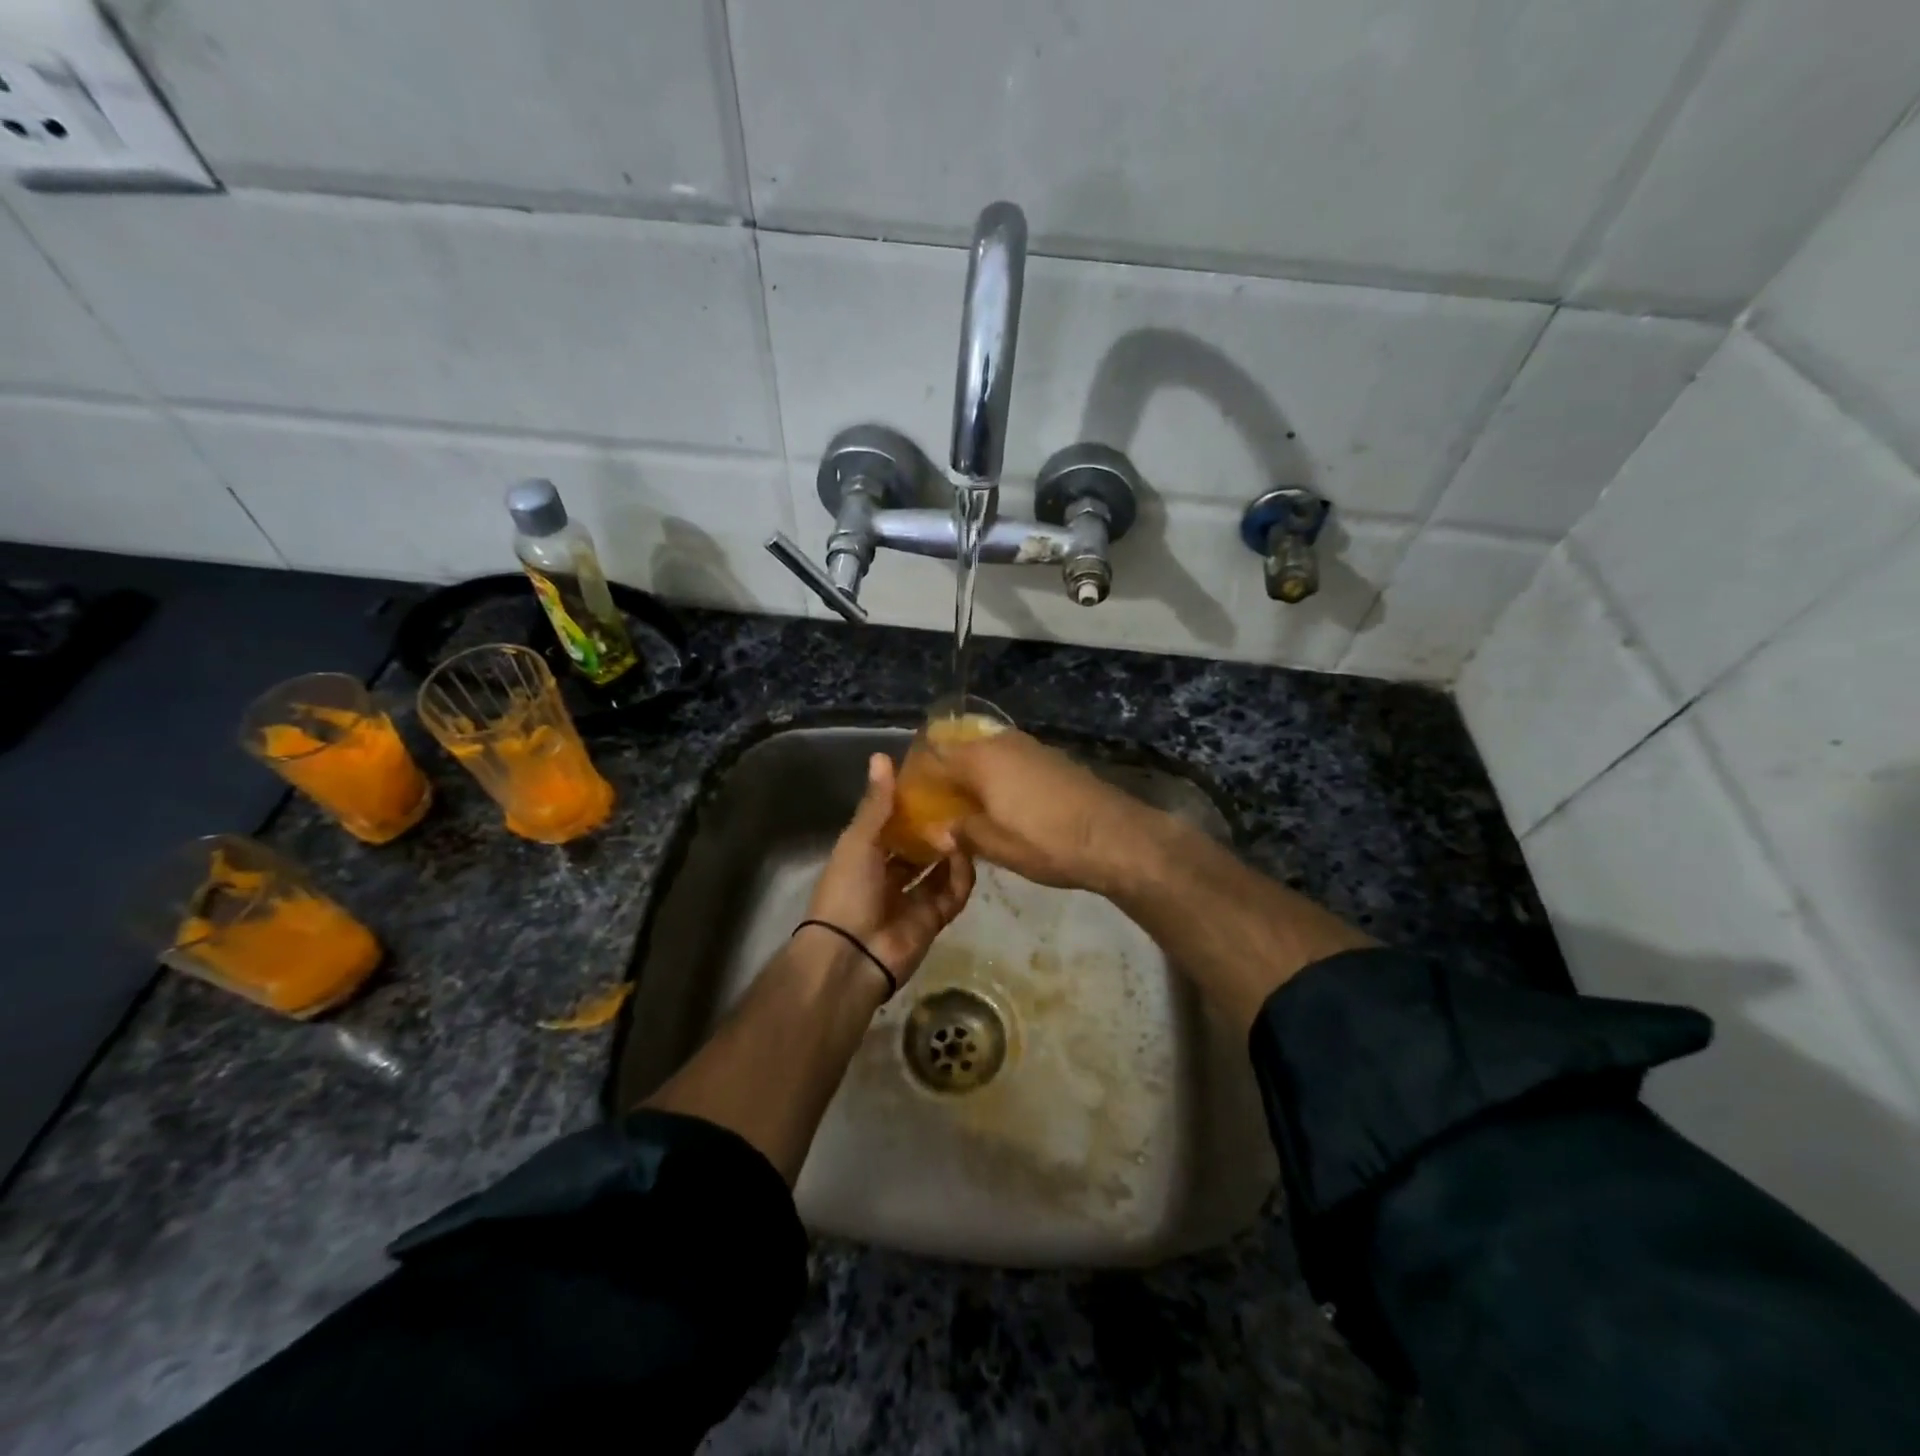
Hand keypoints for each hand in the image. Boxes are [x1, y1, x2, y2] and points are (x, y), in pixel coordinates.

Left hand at [803, 753, 975, 990]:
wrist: (851, 955)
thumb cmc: (847, 890)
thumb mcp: (859, 840)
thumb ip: (876, 802)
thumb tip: (881, 755)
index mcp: (863, 855)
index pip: (890, 824)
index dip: (908, 805)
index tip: (933, 781)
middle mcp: (887, 875)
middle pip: (916, 847)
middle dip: (934, 828)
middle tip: (960, 802)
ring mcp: (911, 899)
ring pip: (938, 869)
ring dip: (951, 849)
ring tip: (969, 824)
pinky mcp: (933, 919)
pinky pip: (953, 893)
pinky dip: (962, 876)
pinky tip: (968, 855)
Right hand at [938, 729, 1158, 894]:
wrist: (1116, 837)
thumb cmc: (1049, 842)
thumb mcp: (997, 846)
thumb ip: (962, 832)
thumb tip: (941, 828)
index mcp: (981, 759)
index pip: (935, 756)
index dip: (919, 777)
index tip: (911, 801)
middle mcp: (1002, 742)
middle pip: (961, 750)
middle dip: (946, 775)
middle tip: (938, 807)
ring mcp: (1030, 747)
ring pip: (987, 754)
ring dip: (973, 775)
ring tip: (967, 808)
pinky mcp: (1051, 758)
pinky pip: (1010, 760)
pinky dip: (998, 776)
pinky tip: (1002, 804)